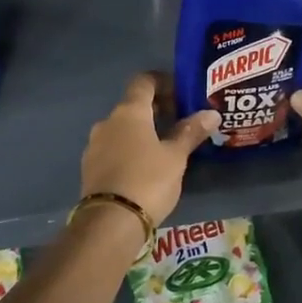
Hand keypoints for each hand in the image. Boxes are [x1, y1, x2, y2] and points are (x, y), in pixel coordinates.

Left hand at [80, 73, 219, 227]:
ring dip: (141, 131)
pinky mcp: (89, 167)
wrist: (109, 221)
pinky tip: (144, 167)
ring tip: (164, 147)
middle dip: (156, 109)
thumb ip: (190, 132)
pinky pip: (113, 148)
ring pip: (122, 128)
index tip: (181, 93)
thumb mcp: (175, 157)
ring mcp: (94, 145)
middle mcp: (107, 121)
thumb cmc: (148, 181)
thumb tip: (211, 113)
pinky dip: (129, 149)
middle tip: (180, 121)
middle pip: (133, 105)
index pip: (144, 81)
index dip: (163, 82)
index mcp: (129, 112)